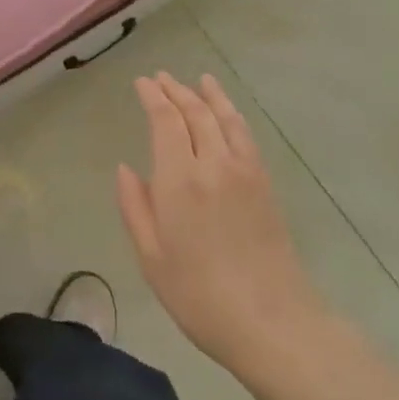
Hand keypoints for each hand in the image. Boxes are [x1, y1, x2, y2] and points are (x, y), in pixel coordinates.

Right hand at [116, 73, 325, 366]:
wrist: (272, 322)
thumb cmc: (199, 295)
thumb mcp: (152, 257)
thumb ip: (135, 207)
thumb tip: (126, 168)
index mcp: (179, 180)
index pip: (165, 120)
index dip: (153, 97)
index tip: (142, 83)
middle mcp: (213, 163)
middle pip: (195, 112)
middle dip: (176, 90)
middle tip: (161, 77)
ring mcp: (244, 171)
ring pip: (224, 118)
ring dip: (208, 95)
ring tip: (198, 80)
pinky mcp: (265, 184)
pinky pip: (245, 136)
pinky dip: (233, 115)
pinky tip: (227, 113)